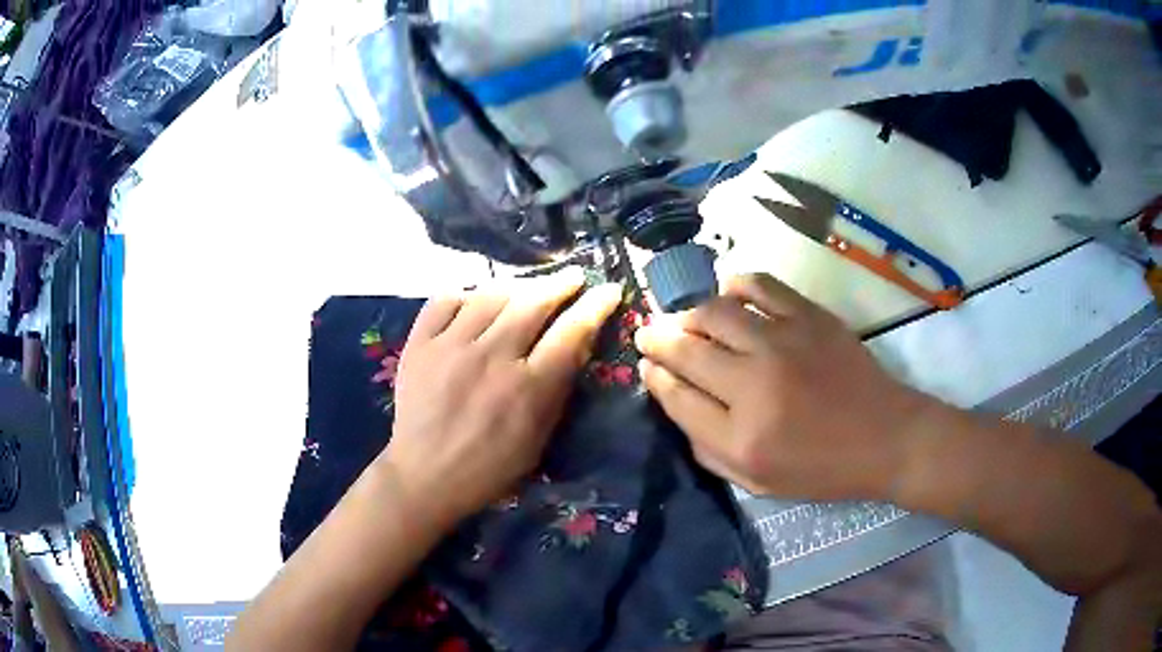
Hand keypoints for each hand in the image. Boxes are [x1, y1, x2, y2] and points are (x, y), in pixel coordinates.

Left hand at [382, 271, 622, 527]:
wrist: (424, 476)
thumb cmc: (489, 467)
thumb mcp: (538, 439)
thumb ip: (558, 389)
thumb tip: (578, 343)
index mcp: (528, 388)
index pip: (571, 332)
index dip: (595, 306)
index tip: (608, 290)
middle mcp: (491, 358)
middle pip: (533, 303)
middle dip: (560, 284)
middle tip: (573, 277)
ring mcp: (451, 347)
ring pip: (490, 295)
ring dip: (517, 285)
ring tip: (528, 287)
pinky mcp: (420, 344)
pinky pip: (445, 300)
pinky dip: (465, 294)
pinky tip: (475, 299)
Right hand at [635, 273, 931, 500]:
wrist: (884, 437)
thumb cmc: (821, 469)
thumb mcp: (757, 483)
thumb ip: (707, 449)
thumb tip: (675, 400)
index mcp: (741, 437)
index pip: (676, 396)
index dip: (654, 377)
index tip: (646, 366)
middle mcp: (755, 385)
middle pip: (686, 349)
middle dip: (657, 338)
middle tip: (648, 334)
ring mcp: (783, 343)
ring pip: (714, 312)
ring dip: (689, 313)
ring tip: (687, 319)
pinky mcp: (809, 317)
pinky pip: (758, 286)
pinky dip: (735, 286)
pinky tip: (729, 295)